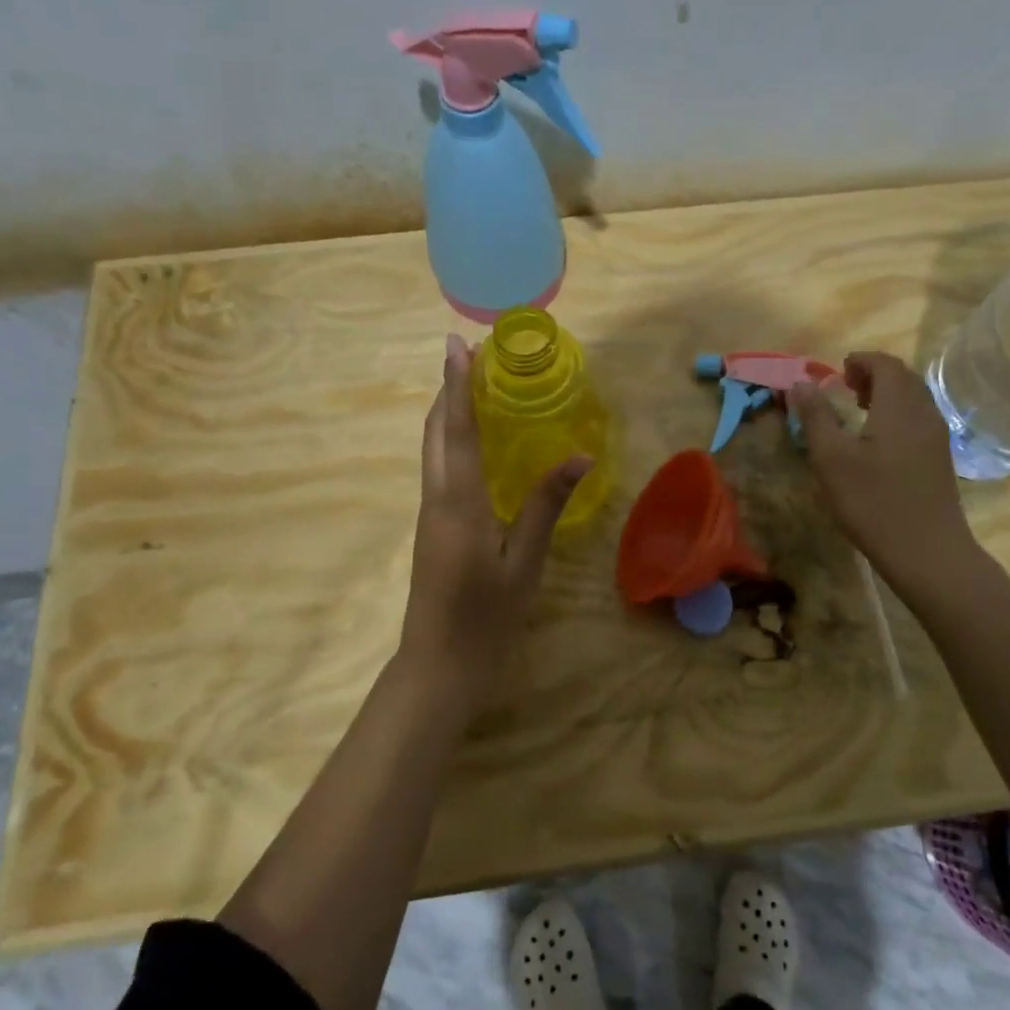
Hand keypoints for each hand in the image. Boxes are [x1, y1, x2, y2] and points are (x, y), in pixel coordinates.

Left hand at [399, 334, 589, 704]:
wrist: (438, 666)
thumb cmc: (486, 617)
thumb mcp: (524, 562)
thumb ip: (546, 505)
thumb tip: (579, 456)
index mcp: (459, 502)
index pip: (457, 429)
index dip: (457, 384)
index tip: (456, 344)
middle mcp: (437, 498)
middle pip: (435, 431)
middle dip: (449, 389)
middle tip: (474, 357)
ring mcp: (430, 513)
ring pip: (433, 449)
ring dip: (448, 413)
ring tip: (476, 388)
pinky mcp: (433, 527)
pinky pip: (440, 469)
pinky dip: (453, 441)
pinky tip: (477, 444)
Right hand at [792, 351, 974, 594]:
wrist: (927, 551)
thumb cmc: (873, 502)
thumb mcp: (831, 459)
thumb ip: (816, 417)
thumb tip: (801, 383)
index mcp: (899, 407)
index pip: (886, 364)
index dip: (861, 361)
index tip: (837, 372)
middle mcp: (924, 413)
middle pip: (904, 378)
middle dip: (874, 374)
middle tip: (846, 389)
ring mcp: (937, 437)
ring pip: (914, 399)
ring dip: (888, 394)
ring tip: (860, 412)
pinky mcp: (940, 459)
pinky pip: (920, 419)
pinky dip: (898, 414)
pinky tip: (879, 442)